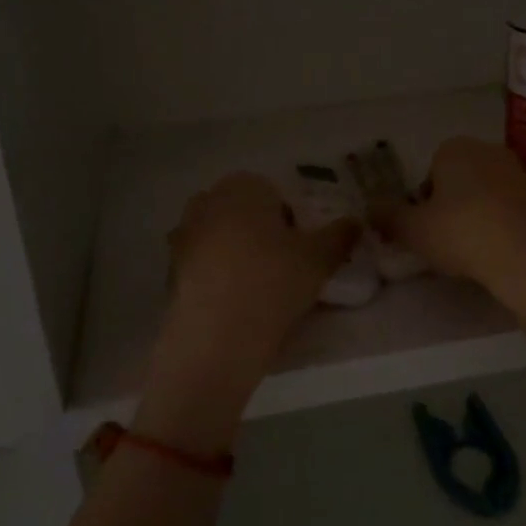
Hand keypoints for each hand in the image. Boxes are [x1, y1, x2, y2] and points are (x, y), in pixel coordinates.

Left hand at [136, 174, 359, 451]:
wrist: (215, 339)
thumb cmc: (272, 284)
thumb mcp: (319, 260)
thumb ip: (340, 235)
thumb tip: (356, 222)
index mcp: (243, 187)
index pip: (275, 193)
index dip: (291, 221)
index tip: (300, 250)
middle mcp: (208, 201)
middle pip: (244, 213)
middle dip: (261, 233)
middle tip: (283, 268)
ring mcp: (183, 234)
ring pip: (222, 237)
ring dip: (237, 254)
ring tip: (259, 289)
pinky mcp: (170, 268)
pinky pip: (203, 264)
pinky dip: (217, 275)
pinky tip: (234, 304)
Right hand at [375, 138, 525, 335]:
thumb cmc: (461, 233)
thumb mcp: (412, 230)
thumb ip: (387, 216)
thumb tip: (370, 208)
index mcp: (453, 147)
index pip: (429, 172)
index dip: (423, 202)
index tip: (425, 228)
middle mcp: (487, 150)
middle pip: (457, 180)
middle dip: (449, 205)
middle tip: (445, 239)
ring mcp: (517, 171)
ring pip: (483, 193)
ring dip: (474, 214)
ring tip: (471, 249)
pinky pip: (506, 207)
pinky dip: (498, 223)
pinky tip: (495, 249)